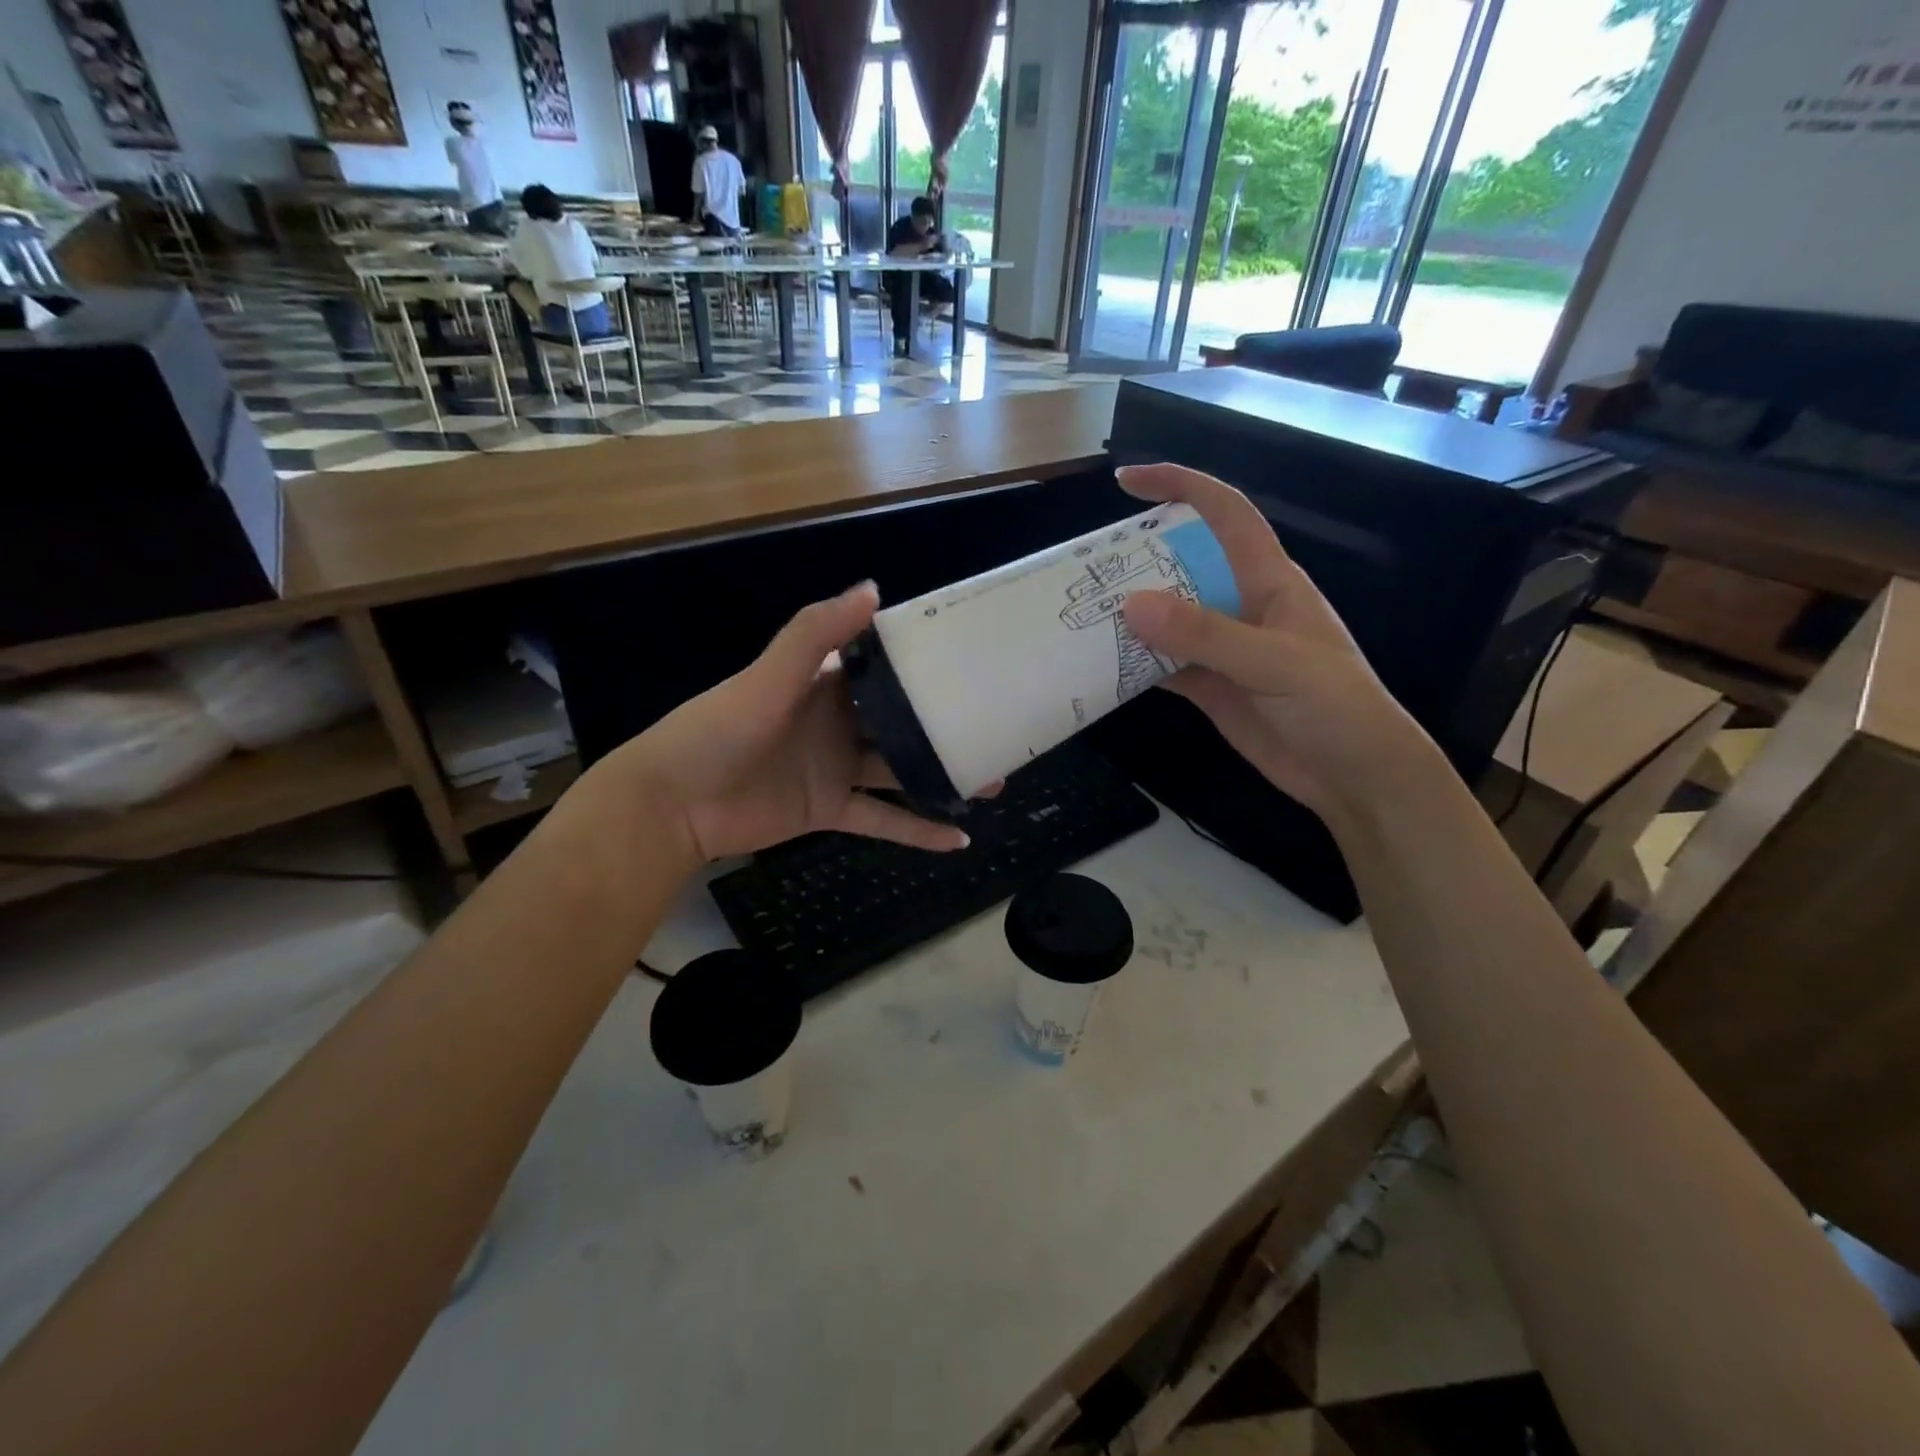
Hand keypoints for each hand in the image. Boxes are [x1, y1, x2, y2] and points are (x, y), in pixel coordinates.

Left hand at [589, 583, 969, 868]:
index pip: (884, 667)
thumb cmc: (720, 729)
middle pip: (902, 722)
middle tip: (996, 728)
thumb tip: (874, 589)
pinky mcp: (830, 811)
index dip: (925, 663)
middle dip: (945, 725)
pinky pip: (882, 821)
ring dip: (942, 777)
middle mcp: (838, 723)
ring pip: (901, 772)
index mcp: (826, 684)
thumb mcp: (769, 676)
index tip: (972, 660)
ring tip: (992, 781)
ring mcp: (836, 769)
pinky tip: (958, 841)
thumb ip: (817, 634)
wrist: (673, 803)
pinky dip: (917, 832)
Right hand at [1117, 464, 1439, 826]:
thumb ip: (1205, 634)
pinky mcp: (1209, 687)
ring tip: (1079, 616)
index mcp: (1269, 580)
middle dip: (1137, 560)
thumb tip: (1131, 605)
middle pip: (1182, 567)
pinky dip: (1133, 664)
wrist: (1355, 777)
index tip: (1128, 481)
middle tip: (1083, 570)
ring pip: (1167, 620)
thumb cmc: (1336, 707)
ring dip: (1129, 618)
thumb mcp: (1275, 662)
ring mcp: (1222, 650)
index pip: (1225, 515)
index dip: (1182, 487)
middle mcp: (1241, 606)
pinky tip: (1101, 666)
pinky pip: (1162, 666)